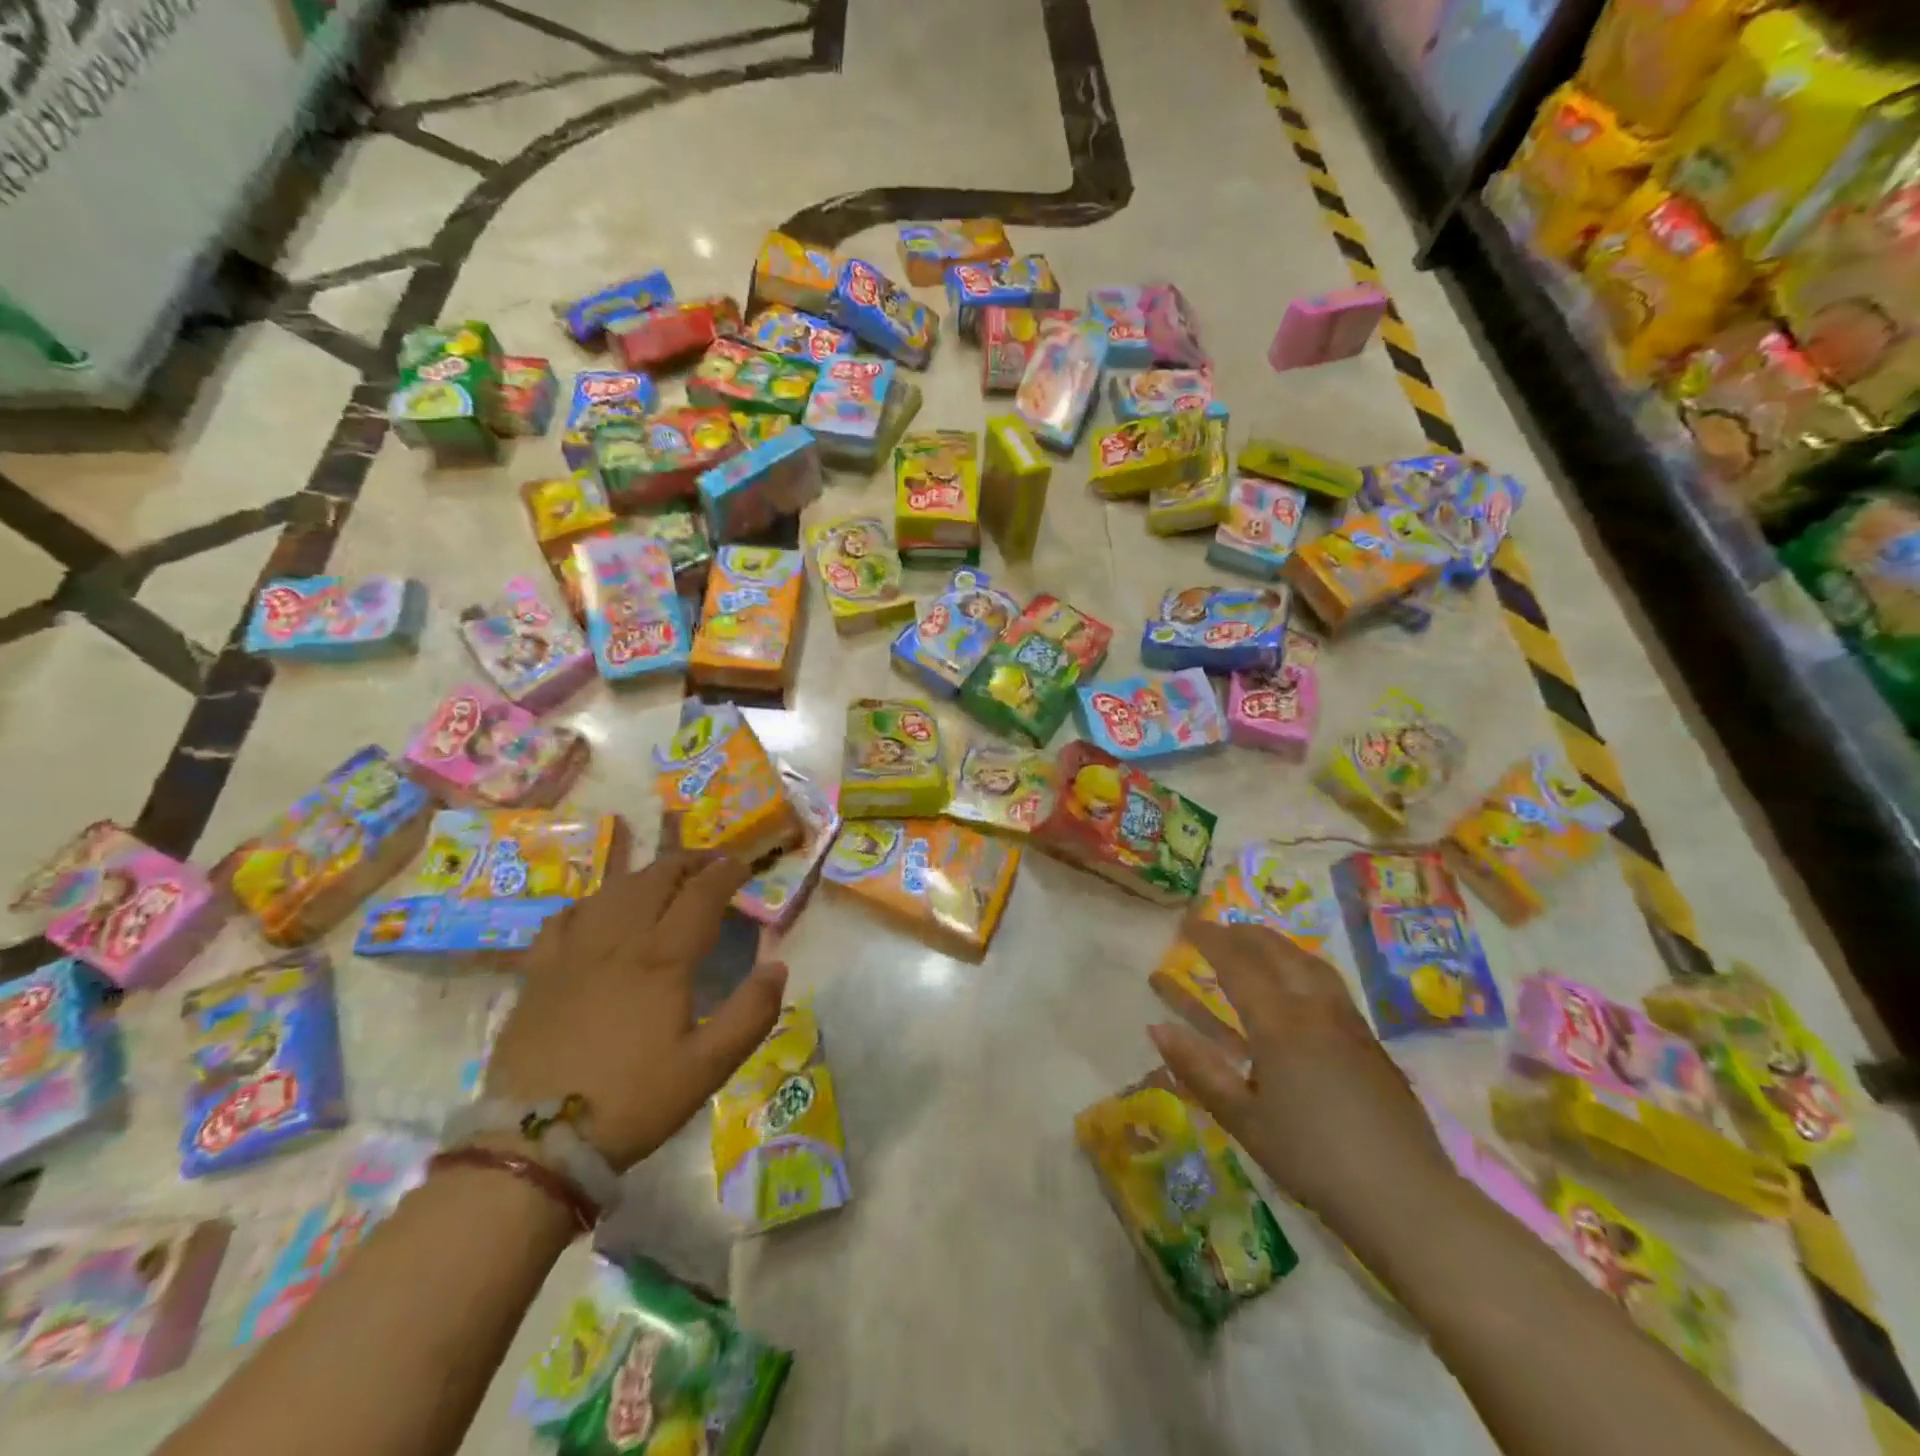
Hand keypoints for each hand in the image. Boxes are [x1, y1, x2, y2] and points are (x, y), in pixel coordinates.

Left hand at [486, 854, 787, 1172]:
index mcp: (663, 959)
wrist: (536, 1144)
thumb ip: (751, 1013)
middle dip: (689, 863)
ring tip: (664, 880)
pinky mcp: (538, 973)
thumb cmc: (633, 1102)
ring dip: (646, 876)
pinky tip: (598, 910)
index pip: (701, 894)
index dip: (725, 873)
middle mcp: (618, 941)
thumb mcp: (708, 1067)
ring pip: (613, 890)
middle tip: (711, 866)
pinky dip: (592, 902)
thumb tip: (777, 966)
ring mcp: (573, 953)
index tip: (743, 866)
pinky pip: (565, 917)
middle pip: (656, 878)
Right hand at [1149, 921, 1453, 1229]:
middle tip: (1215, 930)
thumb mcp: (1243, 1120)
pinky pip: (1328, 981)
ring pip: (1307, 961)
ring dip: (1275, 944)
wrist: (1405, 1196)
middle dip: (1242, 934)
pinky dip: (1301, 964)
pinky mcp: (1369, 1039)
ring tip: (1255, 944)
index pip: (1236, 963)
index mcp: (1278, 1024)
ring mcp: (1347, 1020)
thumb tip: (1157, 1028)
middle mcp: (1313, 1008)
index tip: (1187, 922)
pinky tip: (1297, 984)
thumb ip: (1198, 1070)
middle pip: (1275, 951)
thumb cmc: (1311, 1158)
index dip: (1209, 939)